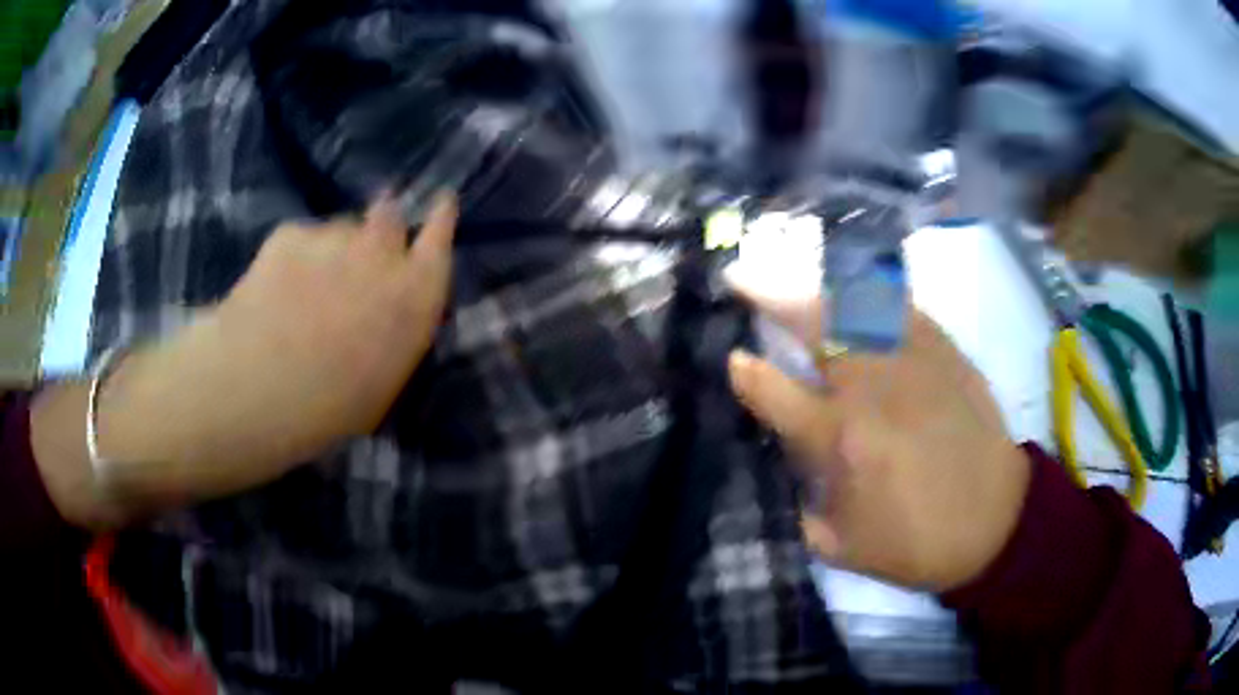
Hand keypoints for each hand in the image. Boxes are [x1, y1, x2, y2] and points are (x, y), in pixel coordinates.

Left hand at [90, 192, 456, 510]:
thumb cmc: (328, 408)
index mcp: (413, 299)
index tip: (442, 204)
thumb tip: (390, 304)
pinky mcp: (291, 236)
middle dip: (381, 225)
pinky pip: (302, 238)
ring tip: (305, 287)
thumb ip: (395, 327)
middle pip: (389, 216)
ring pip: (341, 229)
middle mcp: (381, 257)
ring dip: (334, 247)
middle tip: (361, 251)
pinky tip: (276, 288)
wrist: (257, 388)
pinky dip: (295, 255)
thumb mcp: (381, 380)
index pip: (439, 241)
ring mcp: (333, 239)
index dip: (441, 219)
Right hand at [727, 290, 1030, 591]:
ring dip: (813, 288)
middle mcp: (871, 388)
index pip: (776, 391)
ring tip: (791, 278)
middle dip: (768, 294)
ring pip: (852, 304)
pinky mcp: (945, 351)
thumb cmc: (914, 542)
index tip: (734, 357)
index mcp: (840, 440)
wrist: (994, 521)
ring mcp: (912, 361)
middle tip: (741, 277)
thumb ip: (801, 503)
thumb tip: (785, 461)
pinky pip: (900, 305)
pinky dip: (869, 292)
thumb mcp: (840, 546)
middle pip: (811, 324)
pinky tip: (855, 288)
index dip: (747, 373)